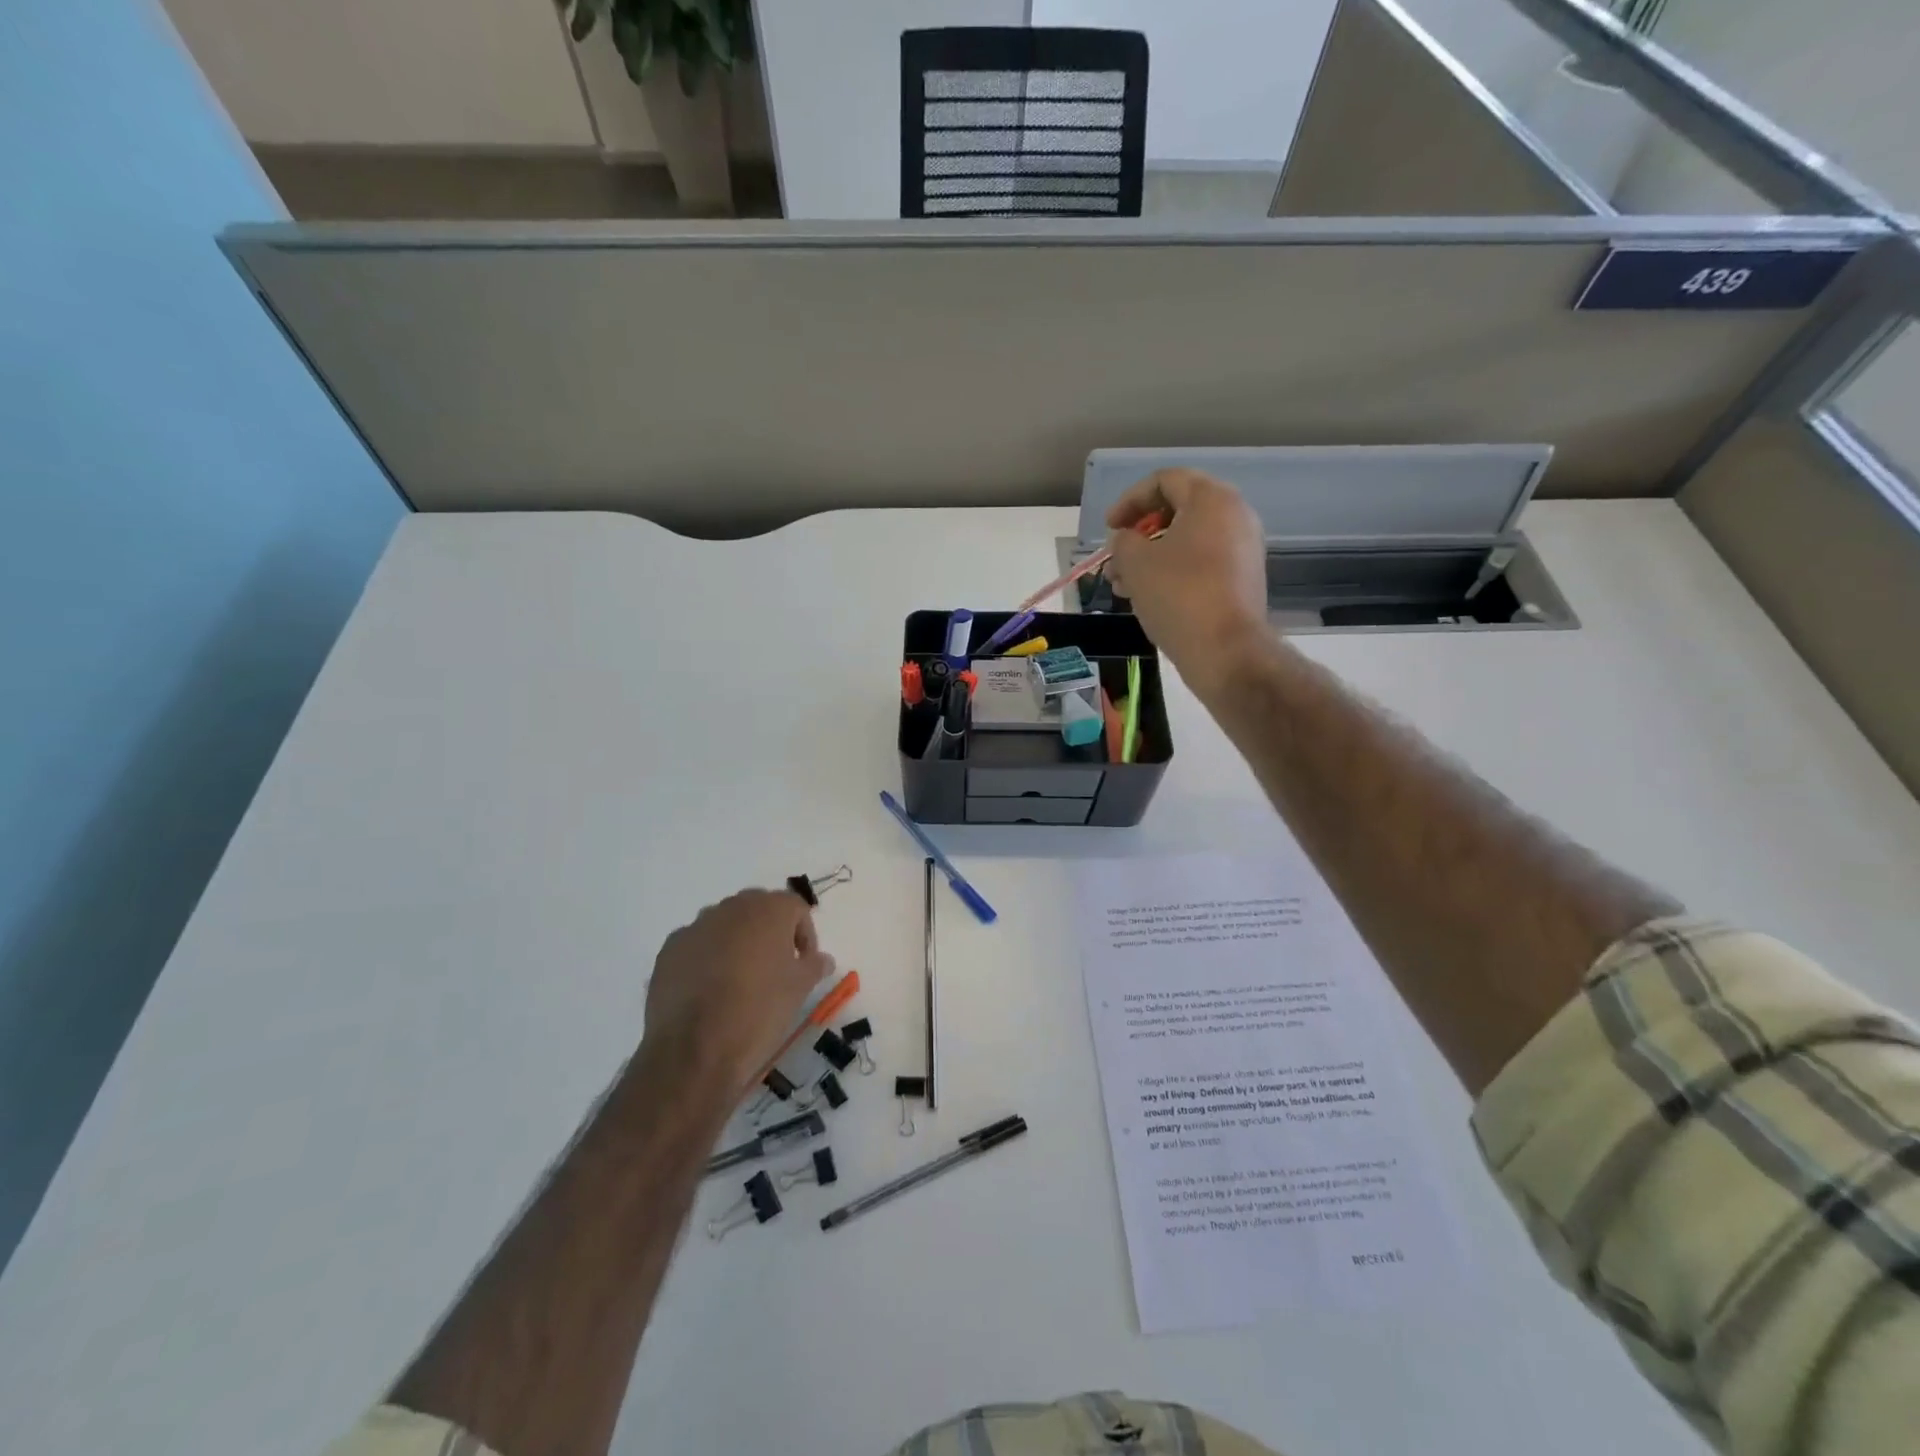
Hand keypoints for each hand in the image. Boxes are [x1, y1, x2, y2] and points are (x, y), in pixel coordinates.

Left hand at [641, 890, 833, 1096]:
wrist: (695, 1049)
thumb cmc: (759, 1011)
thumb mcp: (799, 989)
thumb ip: (814, 966)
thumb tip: (823, 959)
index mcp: (768, 909)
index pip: (796, 908)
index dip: (805, 935)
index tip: (804, 965)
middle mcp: (731, 908)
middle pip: (758, 910)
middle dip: (770, 934)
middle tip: (775, 969)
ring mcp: (696, 926)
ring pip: (725, 926)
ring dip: (737, 944)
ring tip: (739, 982)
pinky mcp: (669, 950)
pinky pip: (697, 945)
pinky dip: (707, 959)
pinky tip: (708, 992)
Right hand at [1105, 468, 1270, 696]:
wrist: (1225, 650)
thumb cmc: (1177, 595)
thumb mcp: (1135, 563)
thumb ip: (1123, 541)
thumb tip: (1127, 541)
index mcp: (1212, 500)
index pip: (1165, 481)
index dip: (1129, 500)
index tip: (1110, 528)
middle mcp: (1235, 515)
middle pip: (1177, 510)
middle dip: (1139, 533)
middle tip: (1116, 558)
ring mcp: (1243, 549)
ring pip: (1187, 541)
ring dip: (1151, 557)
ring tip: (1122, 585)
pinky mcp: (1242, 579)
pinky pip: (1201, 562)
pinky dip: (1173, 571)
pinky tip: (1148, 597)